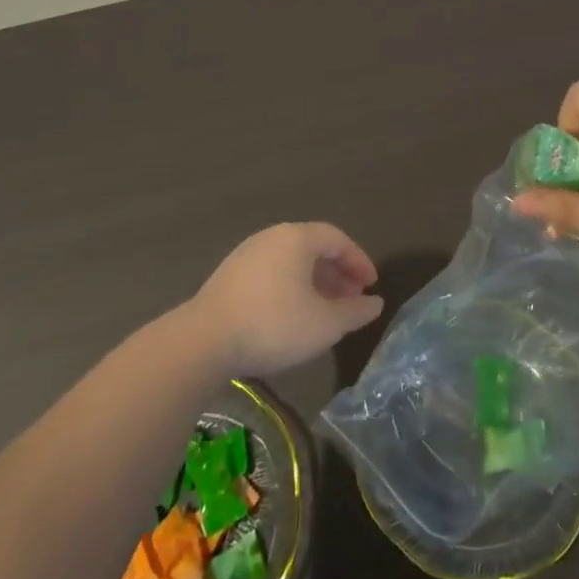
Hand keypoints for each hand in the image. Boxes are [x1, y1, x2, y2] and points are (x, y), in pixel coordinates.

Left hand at [190, 223, 383, 376]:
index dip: (359, 261)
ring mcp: (247, 254)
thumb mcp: (324, 324)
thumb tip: (375, 303)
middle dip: (337, 274)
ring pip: (292, 262)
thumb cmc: (274, 325)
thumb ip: (354, 312)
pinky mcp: (229, 276)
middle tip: (352, 300)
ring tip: (325, 312)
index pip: (337, 239)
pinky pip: (272, 273)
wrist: (203, 341)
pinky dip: (291, 288)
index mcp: (297, 238)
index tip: (372, 286)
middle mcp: (272, 237)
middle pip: (313, 248)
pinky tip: (293, 316)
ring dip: (315, 283)